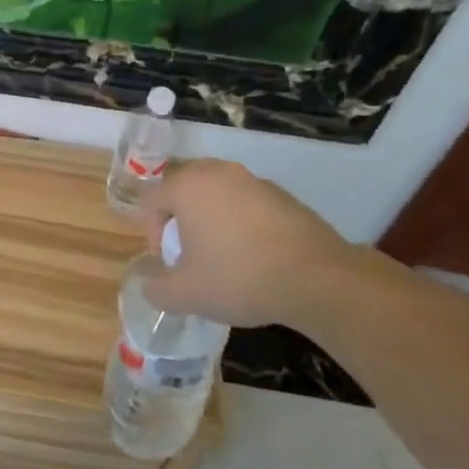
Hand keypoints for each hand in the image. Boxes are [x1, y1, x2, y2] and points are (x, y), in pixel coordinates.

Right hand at [139, 159, 358, 327]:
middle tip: (189, 251)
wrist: (318, 279)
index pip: (151, 199)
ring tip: (223, 254)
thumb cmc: (239, 278)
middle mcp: (217, 173)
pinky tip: (255, 254)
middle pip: (183, 188)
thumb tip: (150, 286)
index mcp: (187, 186)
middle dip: (180, 218)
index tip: (168, 261)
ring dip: (211, 218)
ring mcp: (253, 180)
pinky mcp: (283, 194)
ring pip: (217, 193)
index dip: (150, 231)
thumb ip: (157, 290)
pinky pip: (247, 202)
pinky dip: (242, 221)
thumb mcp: (186, 295)